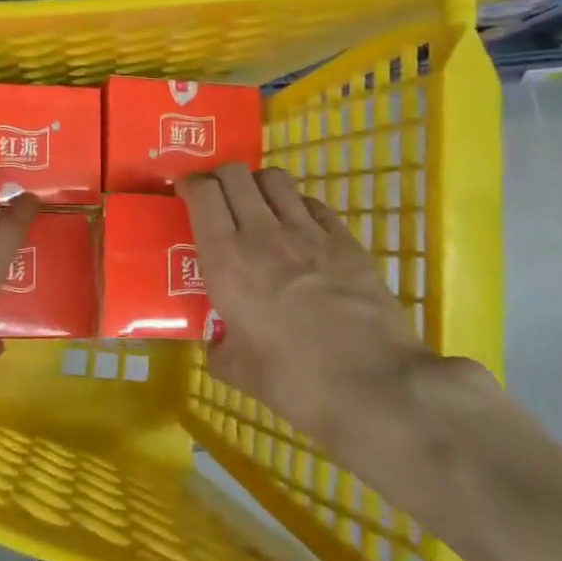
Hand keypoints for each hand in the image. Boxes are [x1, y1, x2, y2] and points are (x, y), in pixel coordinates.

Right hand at [177, 164, 429, 447]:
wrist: (375, 385)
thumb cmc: (295, 381)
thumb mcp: (239, 371)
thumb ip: (220, 349)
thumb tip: (218, 344)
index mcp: (226, 260)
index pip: (202, 193)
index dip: (190, 184)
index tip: (186, 194)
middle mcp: (262, 233)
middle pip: (236, 174)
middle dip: (221, 177)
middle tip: (219, 199)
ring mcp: (308, 232)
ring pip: (276, 179)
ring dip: (260, 185)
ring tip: (259, 206)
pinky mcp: (346, 240)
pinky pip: (314, 204)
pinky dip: (299, 206)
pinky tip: (301, 229)